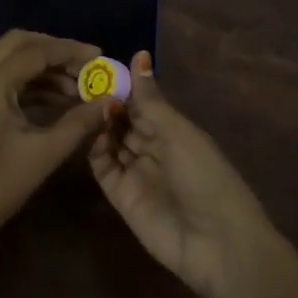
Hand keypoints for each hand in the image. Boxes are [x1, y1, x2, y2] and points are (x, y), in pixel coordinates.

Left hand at [0, 30, 112, 274]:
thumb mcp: (42, 154)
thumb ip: (79, 123)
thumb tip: (110, 102)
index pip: (36, 50)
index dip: (71, 51)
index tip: (101, 57)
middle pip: (20, 44)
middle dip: (55, 52)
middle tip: (88, 67)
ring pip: (9, 60)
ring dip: (42, 69)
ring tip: (78, 90)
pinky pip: (0, 79)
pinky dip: (27, 84)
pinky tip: (54, 102)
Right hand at [89, 52, 276, 297]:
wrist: (216, 243)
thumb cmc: (205, 176)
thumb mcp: (178, 132)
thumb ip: (151, 99)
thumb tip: (139, 54)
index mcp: (174, 131)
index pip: (143, 102)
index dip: (124, 86)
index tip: (99, 66)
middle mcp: (154, 148)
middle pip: (125, 121)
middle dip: (108, 103)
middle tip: (82, 83)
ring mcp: (136, 172)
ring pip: (111, 141)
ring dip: (100, 123)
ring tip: (82, 103)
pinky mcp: (121, 196)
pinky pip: (103, 167)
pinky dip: (95, 149)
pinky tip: (88, 132)